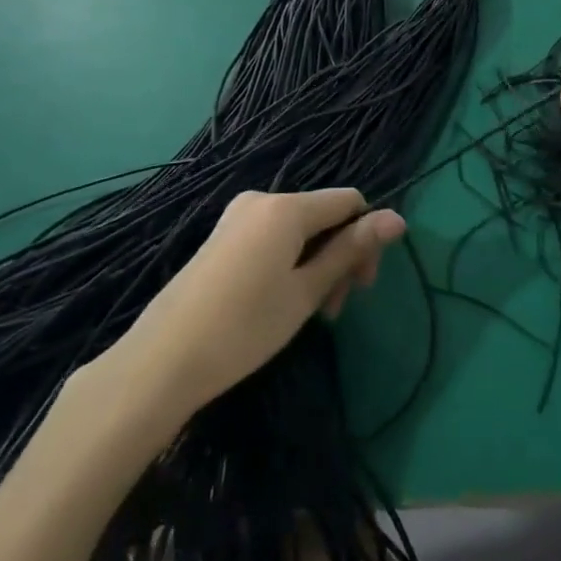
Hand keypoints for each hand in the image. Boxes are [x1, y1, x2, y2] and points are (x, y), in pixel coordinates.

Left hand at [95, 190, 404, 424]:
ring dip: (317, 264)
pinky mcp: (222, 237)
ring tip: (313, 313)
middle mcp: (262, 199)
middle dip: (341, 256)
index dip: (366, 238)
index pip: (350, 201)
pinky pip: (273, 238)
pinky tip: (284, 301)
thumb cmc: (245, 327)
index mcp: (286, 207)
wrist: (162, 361)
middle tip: (335, 309)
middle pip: (324, 216)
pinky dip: (290, 263)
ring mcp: (237, 217)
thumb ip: (350, 250)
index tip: (362, 286)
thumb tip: (398, 218)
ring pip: (299, 231)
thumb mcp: (306, 291)